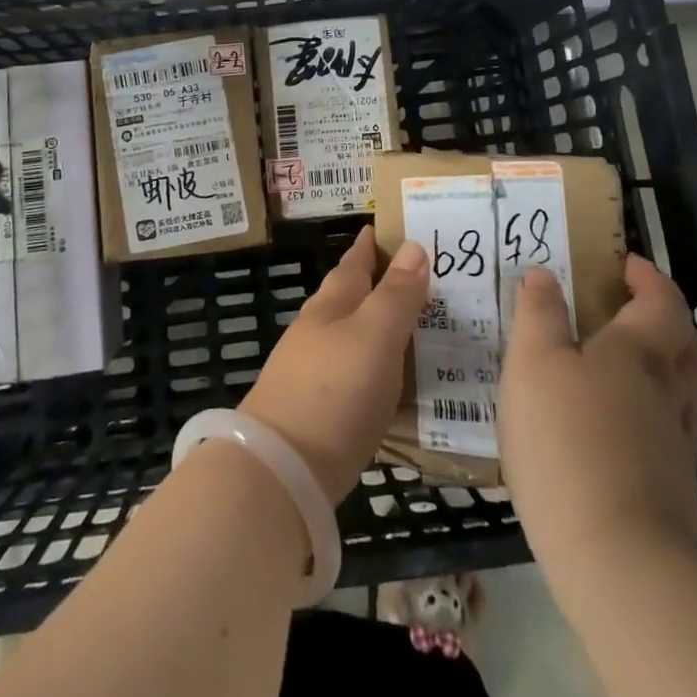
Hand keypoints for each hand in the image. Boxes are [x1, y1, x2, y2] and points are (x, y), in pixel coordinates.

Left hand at [239, 227, 429, 500]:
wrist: (283, 468)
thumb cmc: (335, 390)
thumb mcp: (375, 335)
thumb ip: (396, 295)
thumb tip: (414, 246)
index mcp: (331, 306)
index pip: (353, 264)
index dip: (369, 246)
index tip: (382, 228)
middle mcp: (317, 331)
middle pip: (346, 297)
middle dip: (373, 283)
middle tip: (410, 275)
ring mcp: (310, 371)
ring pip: (348, 335)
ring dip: (373, 325)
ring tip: (406, 325)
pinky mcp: (315, 410)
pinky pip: (351, 372)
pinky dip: (371, 365)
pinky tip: (386, 379)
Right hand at [498, 256, 696, 577]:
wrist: (619, 561)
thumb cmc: (568, 441)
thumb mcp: (533, 363)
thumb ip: (538, 314)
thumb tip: (544, 275)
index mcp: (638, 353)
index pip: (661, 302)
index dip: (649, 278)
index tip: (627, 264)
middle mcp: (668, 393)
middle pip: (686, 346)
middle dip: (666, 320)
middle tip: (632, 308)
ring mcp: (677, 446)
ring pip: (684, 393)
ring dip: (664, 368)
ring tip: (622, 367)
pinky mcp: (672, 491)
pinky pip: (670, 433)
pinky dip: (652, 415)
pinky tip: (619, 429)